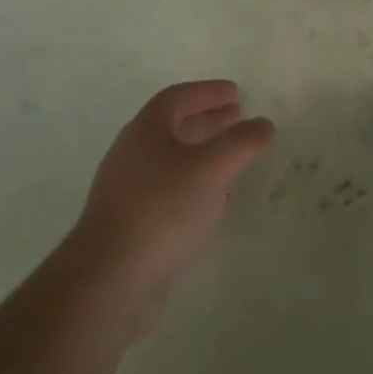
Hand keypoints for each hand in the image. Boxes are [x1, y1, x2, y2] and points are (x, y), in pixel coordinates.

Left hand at [70, 80, 274, 336]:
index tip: (237, 93)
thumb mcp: (210, 169)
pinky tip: (210, 203)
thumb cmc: (162, 210)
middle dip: (206, 120)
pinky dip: (191, 185)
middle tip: (237, 120)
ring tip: (230, 160)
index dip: (208, 92)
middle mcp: (131, 153)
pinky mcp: (128, 224)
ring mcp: (126, 190)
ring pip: (169, 160)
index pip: (178, 97)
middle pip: (172, 126)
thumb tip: (263, 124)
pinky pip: (166, 191)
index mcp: (145, 130)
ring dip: (200, 154)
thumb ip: (240, 143)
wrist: (109, 280)